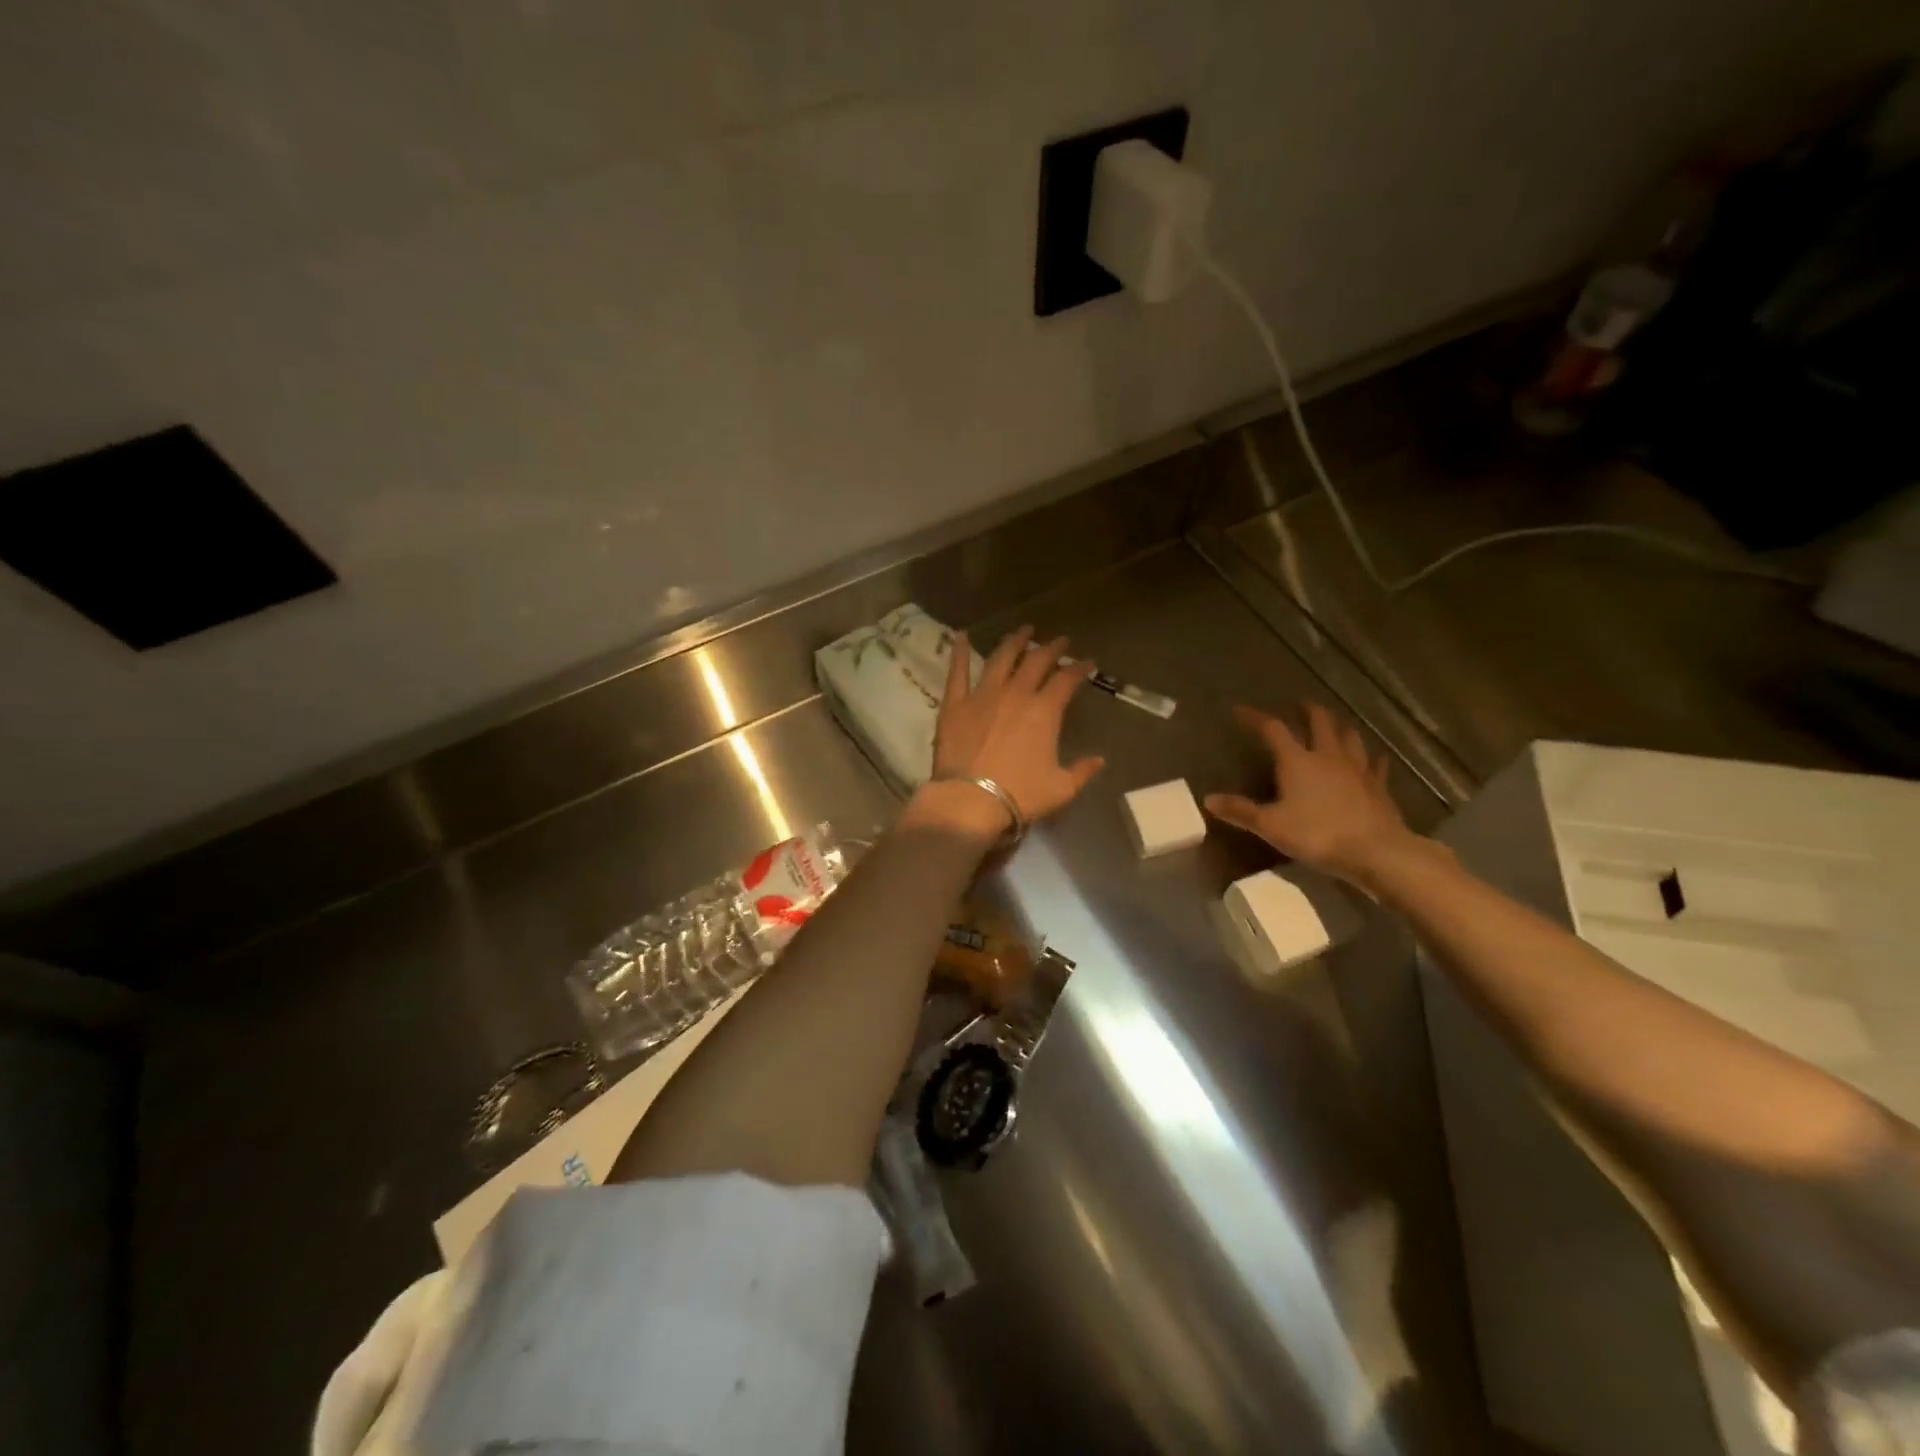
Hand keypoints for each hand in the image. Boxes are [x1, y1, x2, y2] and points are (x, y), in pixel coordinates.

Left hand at [910, 626, 1104, 838]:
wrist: (971, 800)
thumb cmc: (1020, 795)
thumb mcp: (1061, 788)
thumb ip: (1082, 771)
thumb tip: (1099, 760)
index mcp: (1044, 711)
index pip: (1066, 680)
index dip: (1079, 668)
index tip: (1087, 662)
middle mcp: (1015, 694)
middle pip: (1036, 661)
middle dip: (1051, 648)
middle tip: (1060, 640)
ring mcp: (982, 695)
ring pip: (1001, 658)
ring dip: (1014, 642)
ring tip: (1022, 631)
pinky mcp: (955, 704)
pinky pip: (957, 672)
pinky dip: (960, 652)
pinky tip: (962, 637)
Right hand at [1204, 702, 1416, 884]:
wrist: (1375, 851)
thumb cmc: (1317, 834)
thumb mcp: (1270, 825)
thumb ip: (1240, 811)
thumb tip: (1208, 799)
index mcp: (1297, 761)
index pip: (1273, 729)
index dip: (1255, 718)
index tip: (1240, 711)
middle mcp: (1327, 756)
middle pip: (1319, 722)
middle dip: (1308, 711)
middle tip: (1300, 705)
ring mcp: (1357, 769)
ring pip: (1349, 737)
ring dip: (1339, 727)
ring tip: (1333, 724)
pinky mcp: (1378, 785)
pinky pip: (1375, 764)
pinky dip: (1371, 758)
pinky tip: (1373, 757)